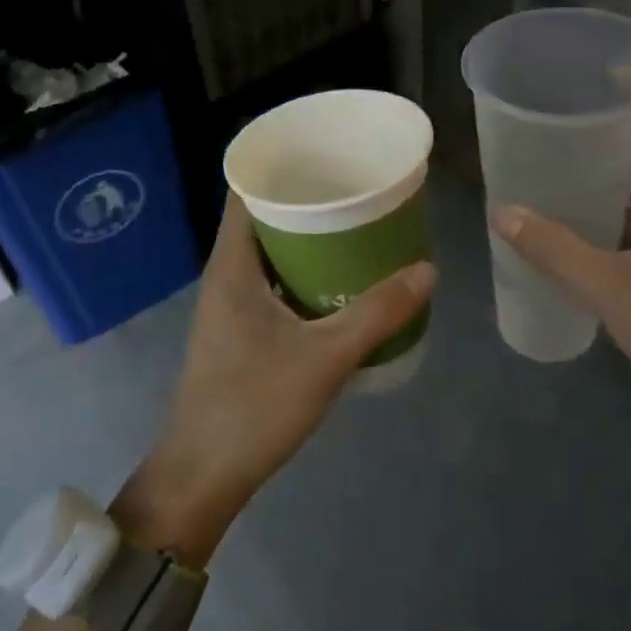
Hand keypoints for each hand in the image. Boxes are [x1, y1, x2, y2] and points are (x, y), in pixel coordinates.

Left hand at [116, 198, 434, 563]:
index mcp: (232, 265)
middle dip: (310, 202)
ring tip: (361, 231)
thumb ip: (379, 313)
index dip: (282, 165)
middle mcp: (226, 276)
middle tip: (361, 192)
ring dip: (311, 242)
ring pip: (272, 255)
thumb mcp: (326, 357)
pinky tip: (343, 286)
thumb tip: (427, 270)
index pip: (247, 190)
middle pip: (265, 219)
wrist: (203, 475)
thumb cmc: (254, 406)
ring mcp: (231, 307)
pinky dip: (306, 275)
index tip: (328, 154)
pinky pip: (276, 285)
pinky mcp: (241, 333)